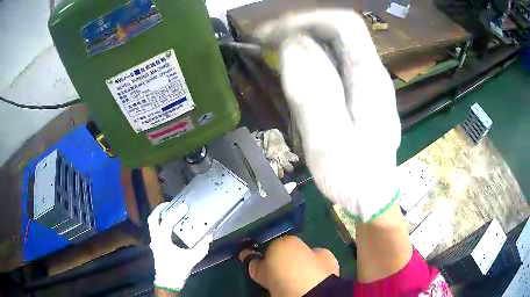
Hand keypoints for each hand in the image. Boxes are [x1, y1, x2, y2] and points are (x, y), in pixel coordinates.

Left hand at [148, 203, 212, 291]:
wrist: (168, 282)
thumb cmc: (177, 270)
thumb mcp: (191, 259)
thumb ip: (201, 248)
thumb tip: (209, 237)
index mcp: (162, 240)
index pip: (167, 222)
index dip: (176, 213)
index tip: (184, 207)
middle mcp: (155, 238)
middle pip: (153, 219)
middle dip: (160, 209)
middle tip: (170, 203)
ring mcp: (154, 242)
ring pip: (152, 224)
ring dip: (159, 215)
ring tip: (170, 211)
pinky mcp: (156, 245)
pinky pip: (156, 229)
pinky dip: (161, 223)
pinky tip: (170, 225)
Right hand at [256, 10, 400, 221]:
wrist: (374, 196)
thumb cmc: (355, 178)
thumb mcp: (330, 142)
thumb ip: (313, 93)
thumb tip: (293, 46)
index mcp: (369, 79)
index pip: (344, 24)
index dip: (308, 20)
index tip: (273, 33)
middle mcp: (371, 73)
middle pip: (338, 31)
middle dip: (300, 29)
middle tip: (266, 43)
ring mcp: (366, 82)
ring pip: (333, 46)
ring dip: (302, 43)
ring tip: (274, 55)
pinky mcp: (358, 93)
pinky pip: (332, 63)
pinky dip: (308, 60)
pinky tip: (293, 73)